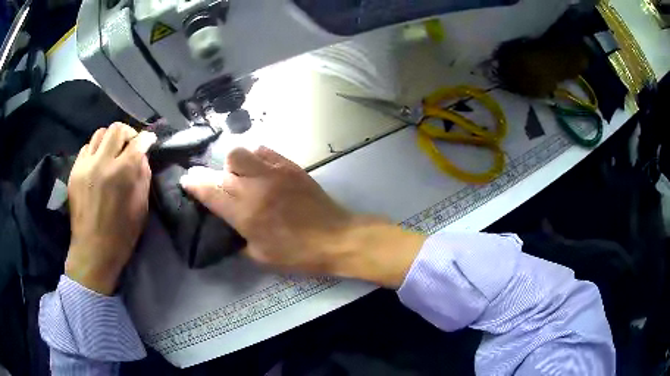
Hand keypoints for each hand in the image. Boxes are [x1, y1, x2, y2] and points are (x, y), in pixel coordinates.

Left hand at [65, 123, 155, 294]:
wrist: (93, 251)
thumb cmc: (121, 234)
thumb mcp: (141, 207)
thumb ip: (143, 176)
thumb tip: (142, 154)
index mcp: (122, 173)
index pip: (137, 142)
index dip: (146, 138)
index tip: (149, 140)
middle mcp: (101, 162)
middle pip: (116, 129)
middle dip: (127, 133)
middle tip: (130, 145)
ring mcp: (85, 165)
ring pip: (99, 133)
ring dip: (110, 140)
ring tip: (112, 153)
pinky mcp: (74, 171)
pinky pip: (86, 147)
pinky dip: (95, 150)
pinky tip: (98, 164)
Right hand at [180, 147, 425, 287]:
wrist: (336, 238)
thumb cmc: (298, 254)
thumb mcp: (260, 256)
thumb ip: (237, 237)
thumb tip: (226, 224)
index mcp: (245, 213)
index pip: (209, 191)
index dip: (193, 184)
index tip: (186, 180)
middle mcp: (255, 187)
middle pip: (222, 167)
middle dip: (212, 174)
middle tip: (216, 184)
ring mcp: (274, 172)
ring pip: (240, 152)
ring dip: (234, 164)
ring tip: (241, 177)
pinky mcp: (290, 166)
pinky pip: (264, 150)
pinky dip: (255, 158)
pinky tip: (260, 170)